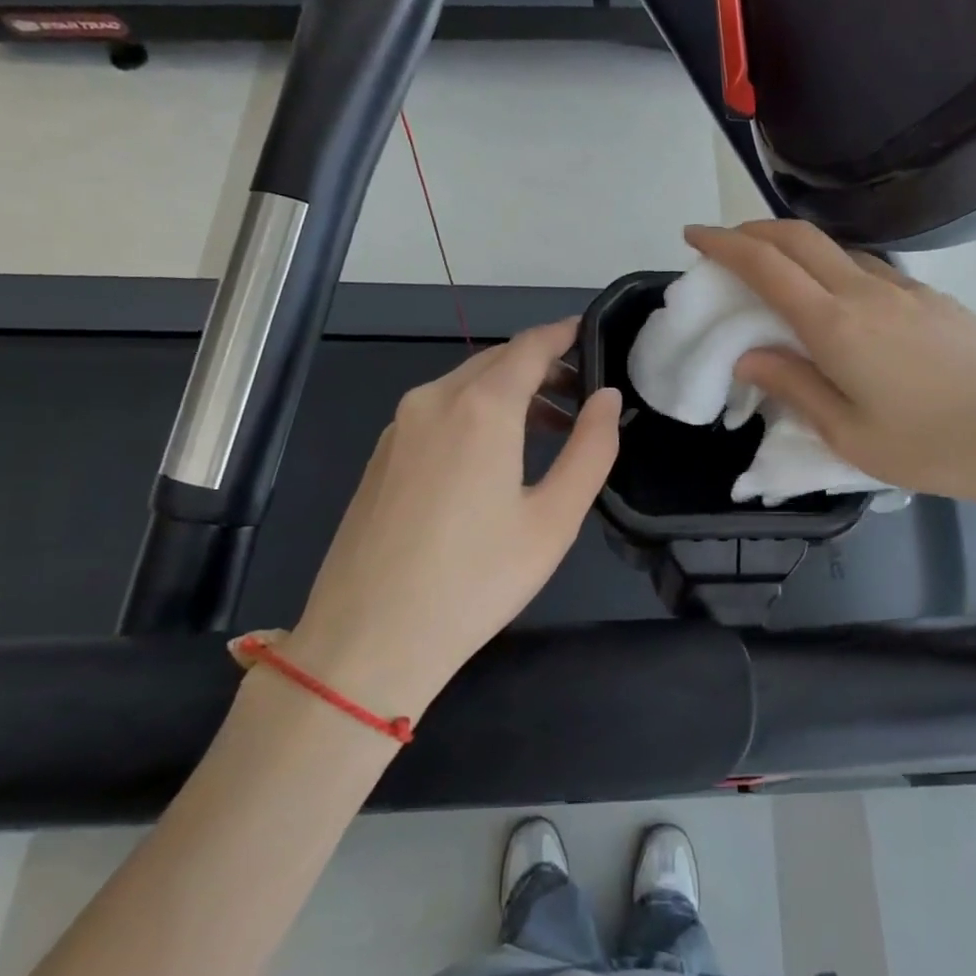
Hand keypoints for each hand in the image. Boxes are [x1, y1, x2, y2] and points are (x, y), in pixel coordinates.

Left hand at [286, 320, 620, 716]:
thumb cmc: (476, 580)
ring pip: (465, 385)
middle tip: (583, 396)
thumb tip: (607, 398)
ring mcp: (400, 427)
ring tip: (549, 429)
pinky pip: (438, 411)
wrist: (368, 641)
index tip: (593, 337)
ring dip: (510, 392)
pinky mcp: (382, 455)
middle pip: (497, 360)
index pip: (530, 346)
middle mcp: (434, 400)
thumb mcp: (554, 519)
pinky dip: (476, 412)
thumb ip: (591, 449)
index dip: (565, 335)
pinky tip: (494, 456)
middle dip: (543, 367)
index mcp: (480, 407)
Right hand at [686, 222, 975, 517]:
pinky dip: (833, 267)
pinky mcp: (931, 298)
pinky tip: (835, 299)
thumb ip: (794, 386)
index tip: (693, 236)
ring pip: (836, 249)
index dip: (724, 244)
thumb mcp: (848, 433)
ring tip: (774, 272)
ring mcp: (904, 289)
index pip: (767, 266)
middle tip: (725, 244)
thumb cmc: (930, 447)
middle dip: (753, 230)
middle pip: (799, 237)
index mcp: (837, 325)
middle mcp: (867, 292)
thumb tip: (748, 355)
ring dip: (795, 246)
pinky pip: (868, 268)